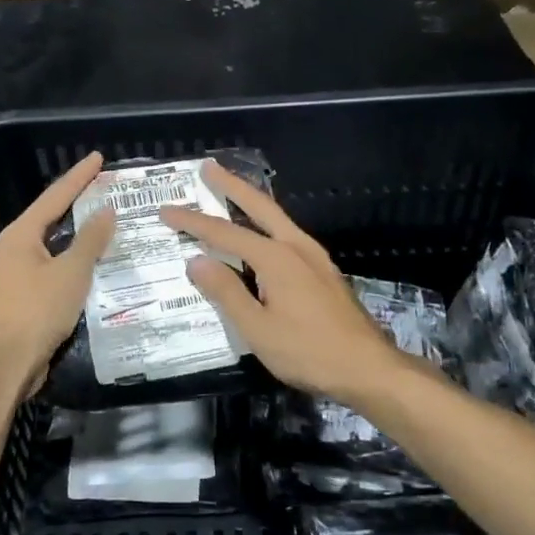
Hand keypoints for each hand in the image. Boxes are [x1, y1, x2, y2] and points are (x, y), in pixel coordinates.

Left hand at [0, 151, 114, 397]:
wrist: (1, 364)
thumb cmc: (35, 310)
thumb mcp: (71, 272)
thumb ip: (90, 240)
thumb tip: (105, 211)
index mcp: (21, 235)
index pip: (55, 196)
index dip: (79, 177)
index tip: (99, 158)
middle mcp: (13, 251)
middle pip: (50, 220)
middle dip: (77, 206)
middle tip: (105, 193)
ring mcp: (13, 278)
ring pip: (51, 250)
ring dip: (77, 240)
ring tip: (105, 231)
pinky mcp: (19, 304)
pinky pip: (51, 275)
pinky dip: (72, 268)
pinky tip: (90, 274)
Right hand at [160, 163, 414, 406]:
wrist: (367, 367)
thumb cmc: (308, 351)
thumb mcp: (257, 329)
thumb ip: (226, 292)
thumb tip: (196, 261)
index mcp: (275, 258)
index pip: (224, 233)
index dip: (193, 222)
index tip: (166, 210)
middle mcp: (296, 246)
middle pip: (259, 206)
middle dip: (232, 185)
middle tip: (209, 166)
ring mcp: (314, 256)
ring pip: (277, 217)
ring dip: (251, 201)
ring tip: (231, 191)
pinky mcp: (323, 270)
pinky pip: (287, 233)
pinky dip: (267, 222)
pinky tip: (263, 232)